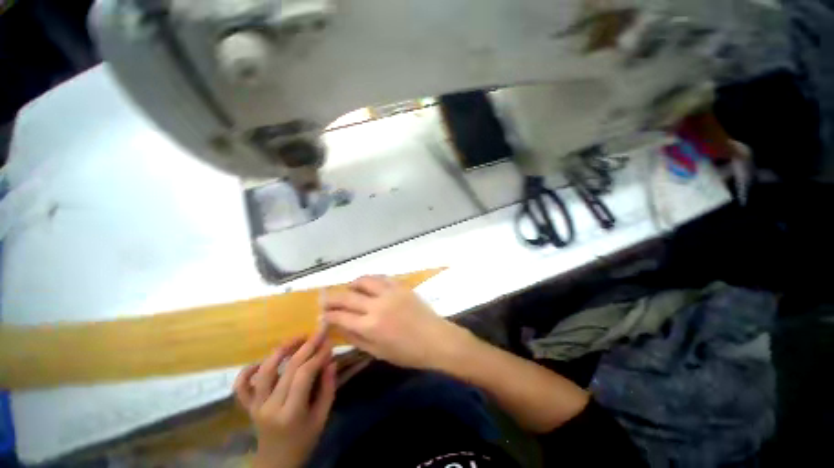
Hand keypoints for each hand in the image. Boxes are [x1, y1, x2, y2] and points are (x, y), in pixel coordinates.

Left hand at [234, 333, 335, 467]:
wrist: (276, 462)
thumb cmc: (304, 441)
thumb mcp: (322, 418)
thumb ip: (328, 388)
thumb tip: (331, 361)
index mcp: (291, 413)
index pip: (305, 375)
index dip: (318, 355)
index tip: (330, 343)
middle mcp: (270, 406)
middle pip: (288, 368)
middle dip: (307, 346)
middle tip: (319, 333)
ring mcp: (255, 406)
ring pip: (266, 371)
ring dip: (282, 350)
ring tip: (298, 338)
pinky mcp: (247, 406)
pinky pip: (241, 386)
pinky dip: (247, 371)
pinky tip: (261, 361)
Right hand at [323, 275, 470, 369]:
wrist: (435, 339)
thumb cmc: (407, 352)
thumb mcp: (378, 352)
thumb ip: (356, 338)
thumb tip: (338, 327)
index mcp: (370, 326)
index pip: (340, 317)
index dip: (328, 315)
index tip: (322, 314)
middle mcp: (377, 306)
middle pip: (347, 296)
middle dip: (332, 298)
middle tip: (325, 298)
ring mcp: (390, 293)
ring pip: (364, 281)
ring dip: (352, 284)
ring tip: (348, 288)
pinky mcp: (401, 286)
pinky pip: (381, 278)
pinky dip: (371, 280)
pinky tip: (368, 285)